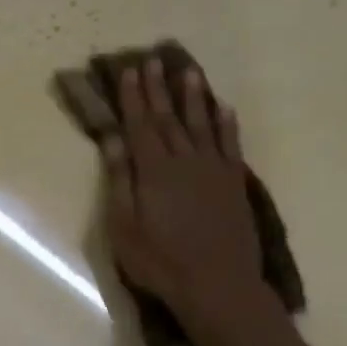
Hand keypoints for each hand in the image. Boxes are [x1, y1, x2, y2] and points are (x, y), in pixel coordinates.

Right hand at [101, 60, 270, 332]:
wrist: (218, 286)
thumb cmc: (160, 261)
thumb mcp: (124, 225)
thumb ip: (119, 179)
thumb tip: (112, 138)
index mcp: (154, 170)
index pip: (140, 125)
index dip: (134, 97)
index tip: (130, 70)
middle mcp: (185, 161)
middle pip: (169, 118)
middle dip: (159, 89)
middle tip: (153, 60)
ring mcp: (214, 171)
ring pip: (202, 124)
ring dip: (194, 97)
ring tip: (189, 71)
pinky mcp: (234, 184)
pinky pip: (230, 145)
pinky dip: (226, 124)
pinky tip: (223, 108)